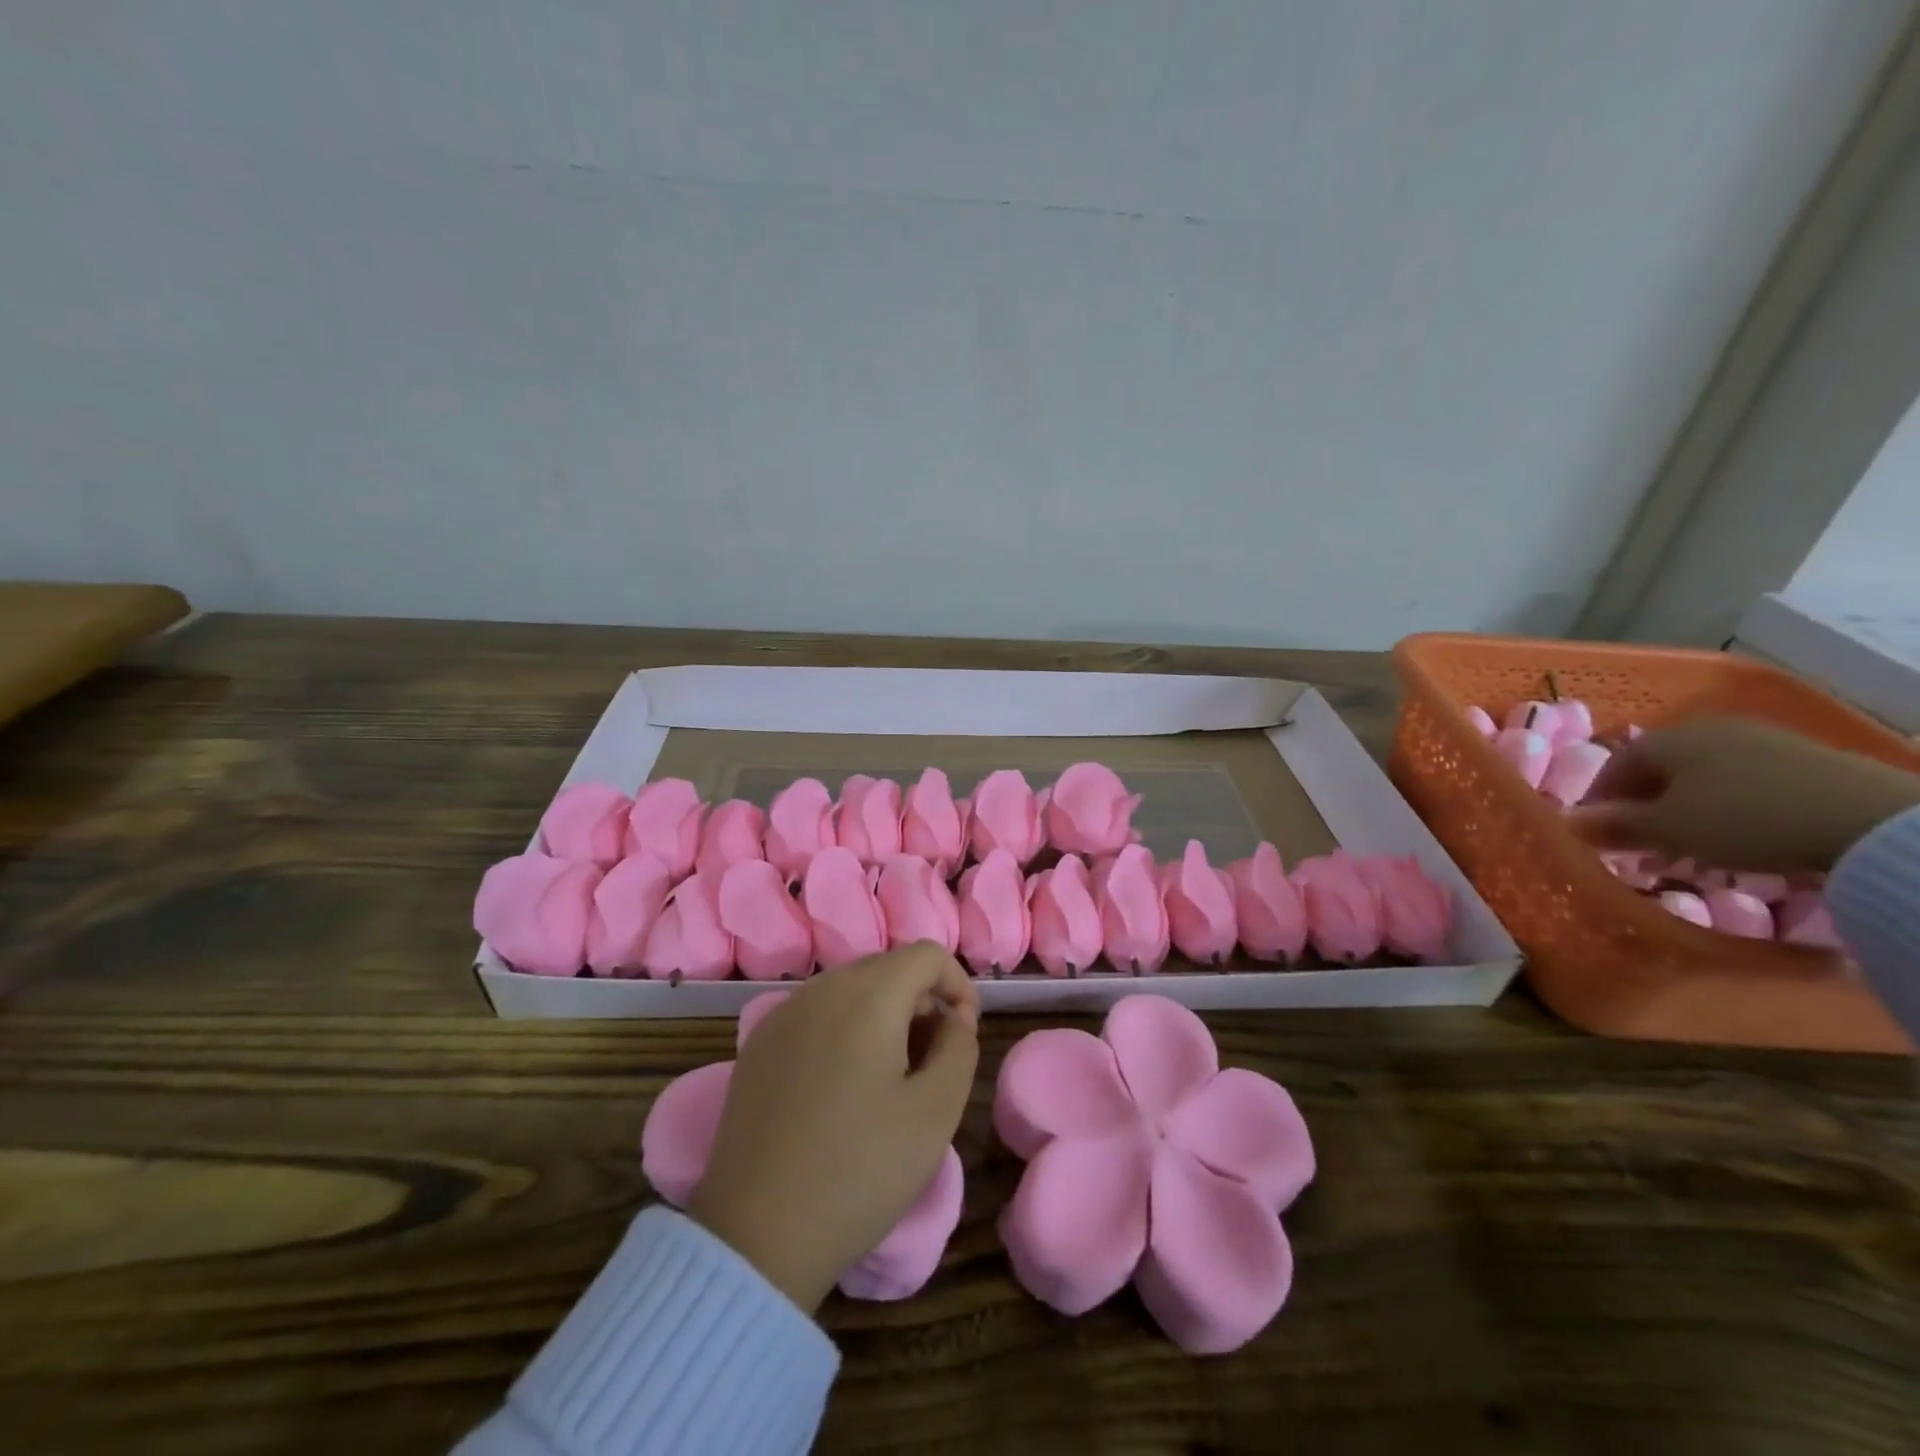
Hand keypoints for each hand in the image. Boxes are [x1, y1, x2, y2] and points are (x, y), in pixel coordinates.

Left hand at [687, 942, 980, 1312]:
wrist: (756, 1236)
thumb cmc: (859, 1171)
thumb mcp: (936, 1112)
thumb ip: (959, 1047)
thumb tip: (953, 1019)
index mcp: (867, 995)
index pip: (927, 954)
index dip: (958, 984)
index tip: (963, 1035)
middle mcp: (820, 989)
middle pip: (888, 967)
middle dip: (921, 1000)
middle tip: (931, 1060)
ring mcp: (781, 1014)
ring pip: (850, 988)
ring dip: (883, 1014)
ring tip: (890, 1076)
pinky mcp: (757, 1045)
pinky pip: (816, 1014)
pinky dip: (844, 1029)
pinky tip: (842, 1087)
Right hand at [1568, 717, 1919, 872]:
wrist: (1870, 820)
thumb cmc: (1743, 819)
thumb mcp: (1667, 830)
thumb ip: (1614, 825)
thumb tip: (1567, 823)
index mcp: (1666, 739)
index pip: (1613, 767)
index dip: (1598, 802)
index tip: (1596, 835)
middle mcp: (1706, 730)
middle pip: (1659, 771)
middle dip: (1643, 808)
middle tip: (1640, 846)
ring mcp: (1759, 741)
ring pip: (1701, 778)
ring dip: (1685, 811)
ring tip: (1689, 848)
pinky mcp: (1803, 760)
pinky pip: (1743, 784)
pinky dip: (1726, 808)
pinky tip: (1737, 836)